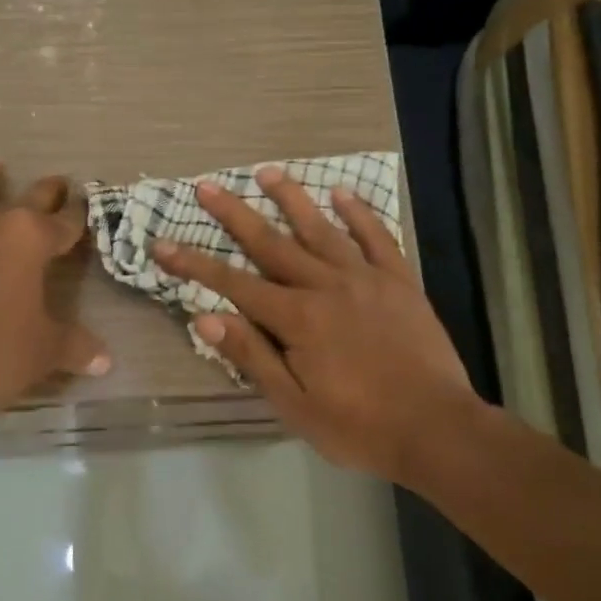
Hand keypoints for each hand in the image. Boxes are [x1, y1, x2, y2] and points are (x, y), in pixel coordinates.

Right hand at [153, 165, 483, 484]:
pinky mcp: (400, 282)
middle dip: (235, 215)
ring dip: (292, 199)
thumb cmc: (359, 426)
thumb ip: (252, 357)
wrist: (437, 429)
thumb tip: (205, 319)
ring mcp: (366, 279)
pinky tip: (342, 192)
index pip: (234, 285)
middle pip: (272, 244)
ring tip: (267, 171)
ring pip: (321, 229)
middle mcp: (327, 286)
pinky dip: (359, 214)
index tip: (163, 243)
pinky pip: (377, 238)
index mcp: (298, 319)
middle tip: (207, 185)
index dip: (195, 265)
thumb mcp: (295, 405)